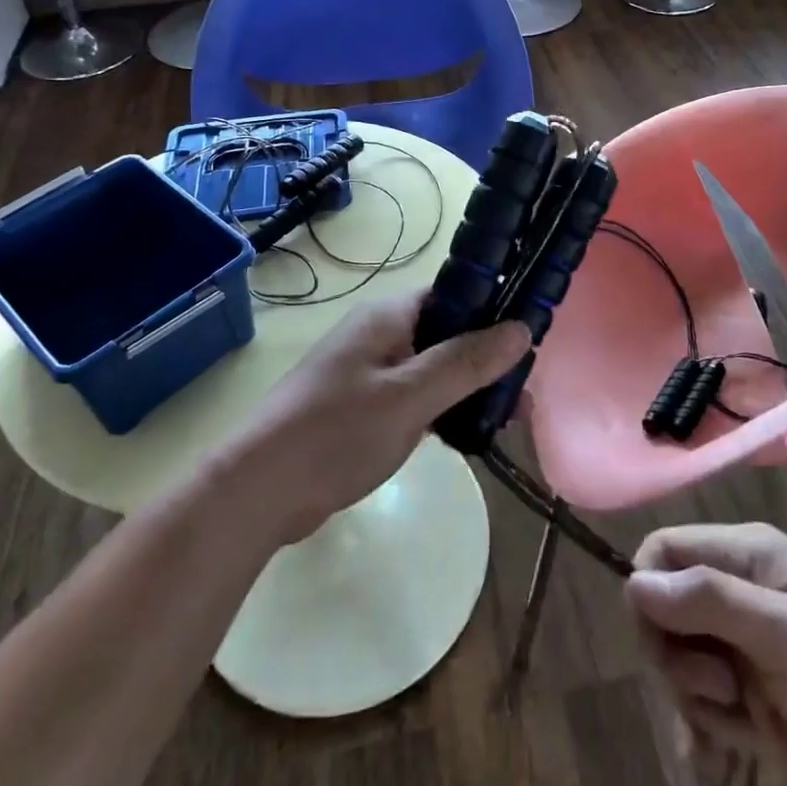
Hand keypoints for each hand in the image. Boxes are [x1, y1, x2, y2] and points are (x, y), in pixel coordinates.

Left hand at [231, 290, 528, 538]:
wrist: (258, 490)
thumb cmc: (336, 432)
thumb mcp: (409, 397)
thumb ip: (466, 362)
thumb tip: (521, 328)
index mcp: (387, 317)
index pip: (452, 295)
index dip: (491, 311)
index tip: (527, 341)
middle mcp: (378, 335)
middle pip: (445, 333)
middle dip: (483, 358)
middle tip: (521, 392)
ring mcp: (367, 372)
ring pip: (431, 368)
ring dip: (464, 388)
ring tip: (504, 417)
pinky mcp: (361, 408)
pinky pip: (412, 396)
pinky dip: (439, 408)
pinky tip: (463, 434)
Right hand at [626, 523, 786, 785]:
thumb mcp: (784, 634)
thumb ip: (709, 602)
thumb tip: (634, 584)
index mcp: (746, 554)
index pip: (664, 550)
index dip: (649, 589)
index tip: (661, 640)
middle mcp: (737, 591)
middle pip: (663, 607)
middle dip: (675, 654)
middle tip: (718, 688)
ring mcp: (743, 644)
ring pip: (678, 658)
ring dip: (694, 696)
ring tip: (739, 718)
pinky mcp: (750, 695)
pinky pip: (699, 702)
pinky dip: (701, 728)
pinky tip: (712, 758)